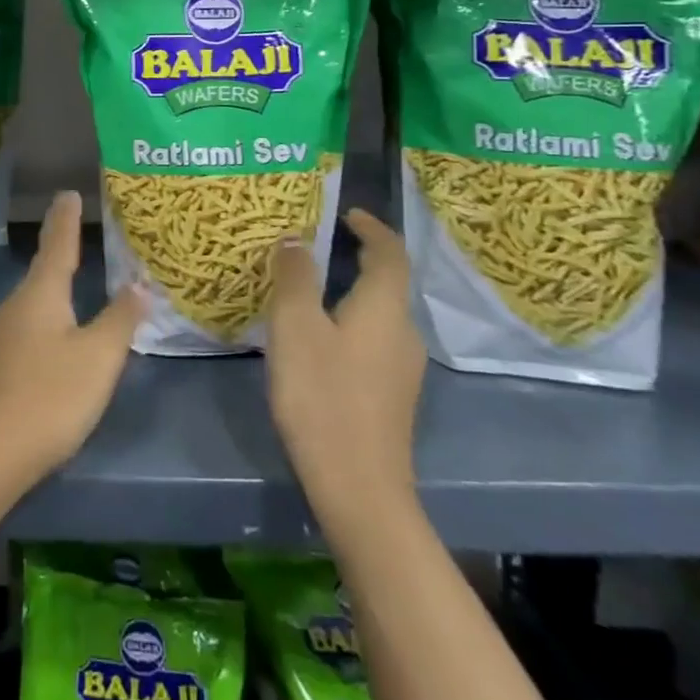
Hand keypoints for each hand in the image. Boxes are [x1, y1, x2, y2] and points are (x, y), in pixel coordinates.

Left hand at [0, 191, 139, 530]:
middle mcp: (18, 304)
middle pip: (43, 268)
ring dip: (54, 280)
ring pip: (35, 297)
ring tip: (73, 273)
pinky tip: (58, 327)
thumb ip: (120, 319)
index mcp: (42, 293)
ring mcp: (4, 334)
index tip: (68, 192)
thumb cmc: (51, 394)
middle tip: (76, 226)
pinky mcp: (0, 362)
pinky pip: (30, 322)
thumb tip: (139, 284)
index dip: (66, 219)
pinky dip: (48, 311)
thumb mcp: (98, 357)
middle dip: (60, 247)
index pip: (58, 244)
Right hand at [265, 208, 423, 536]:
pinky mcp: (391, 394)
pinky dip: (351, 319)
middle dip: (359, 256)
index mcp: (385, 308)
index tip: (345, 213)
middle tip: (318, 243)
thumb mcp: (295, 327)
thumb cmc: (323, 395)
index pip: (390, 252)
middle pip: (388, 281)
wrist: (358, 486)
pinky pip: (374, 338)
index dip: (371, 227)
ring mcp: (402, 367)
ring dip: (352, 289)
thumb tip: (295, 239)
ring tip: (310, 285)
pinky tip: (318, 336)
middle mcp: (404, 332)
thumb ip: (295, 277)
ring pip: (380, 312)